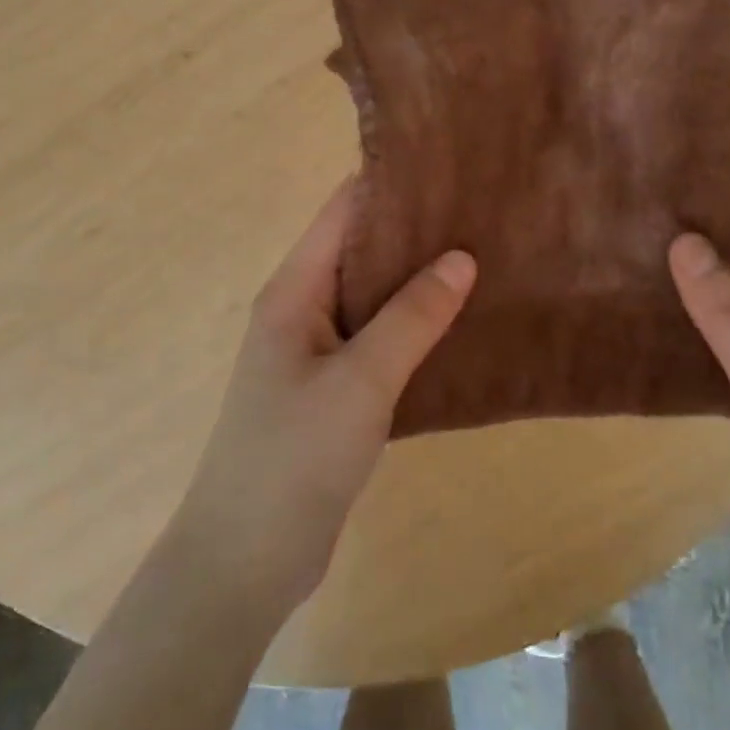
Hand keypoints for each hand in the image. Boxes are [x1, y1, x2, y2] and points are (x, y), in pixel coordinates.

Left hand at [173, 180, 475, 615]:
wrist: (244, 562)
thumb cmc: (294, 458)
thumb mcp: (360, 381)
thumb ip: (411, 317)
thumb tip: (461, 256)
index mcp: (294, 291)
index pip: (343, 212)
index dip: (391, 184)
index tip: (450, 167)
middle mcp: (303, 310)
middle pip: (361, 250)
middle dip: (415, 232)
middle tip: (482, 213)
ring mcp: (318, 352)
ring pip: (374, 298)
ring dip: (419, 281)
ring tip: (485, 257)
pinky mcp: (334, 391)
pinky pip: (379, 340)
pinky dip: (415, 327)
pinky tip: (461, 324)